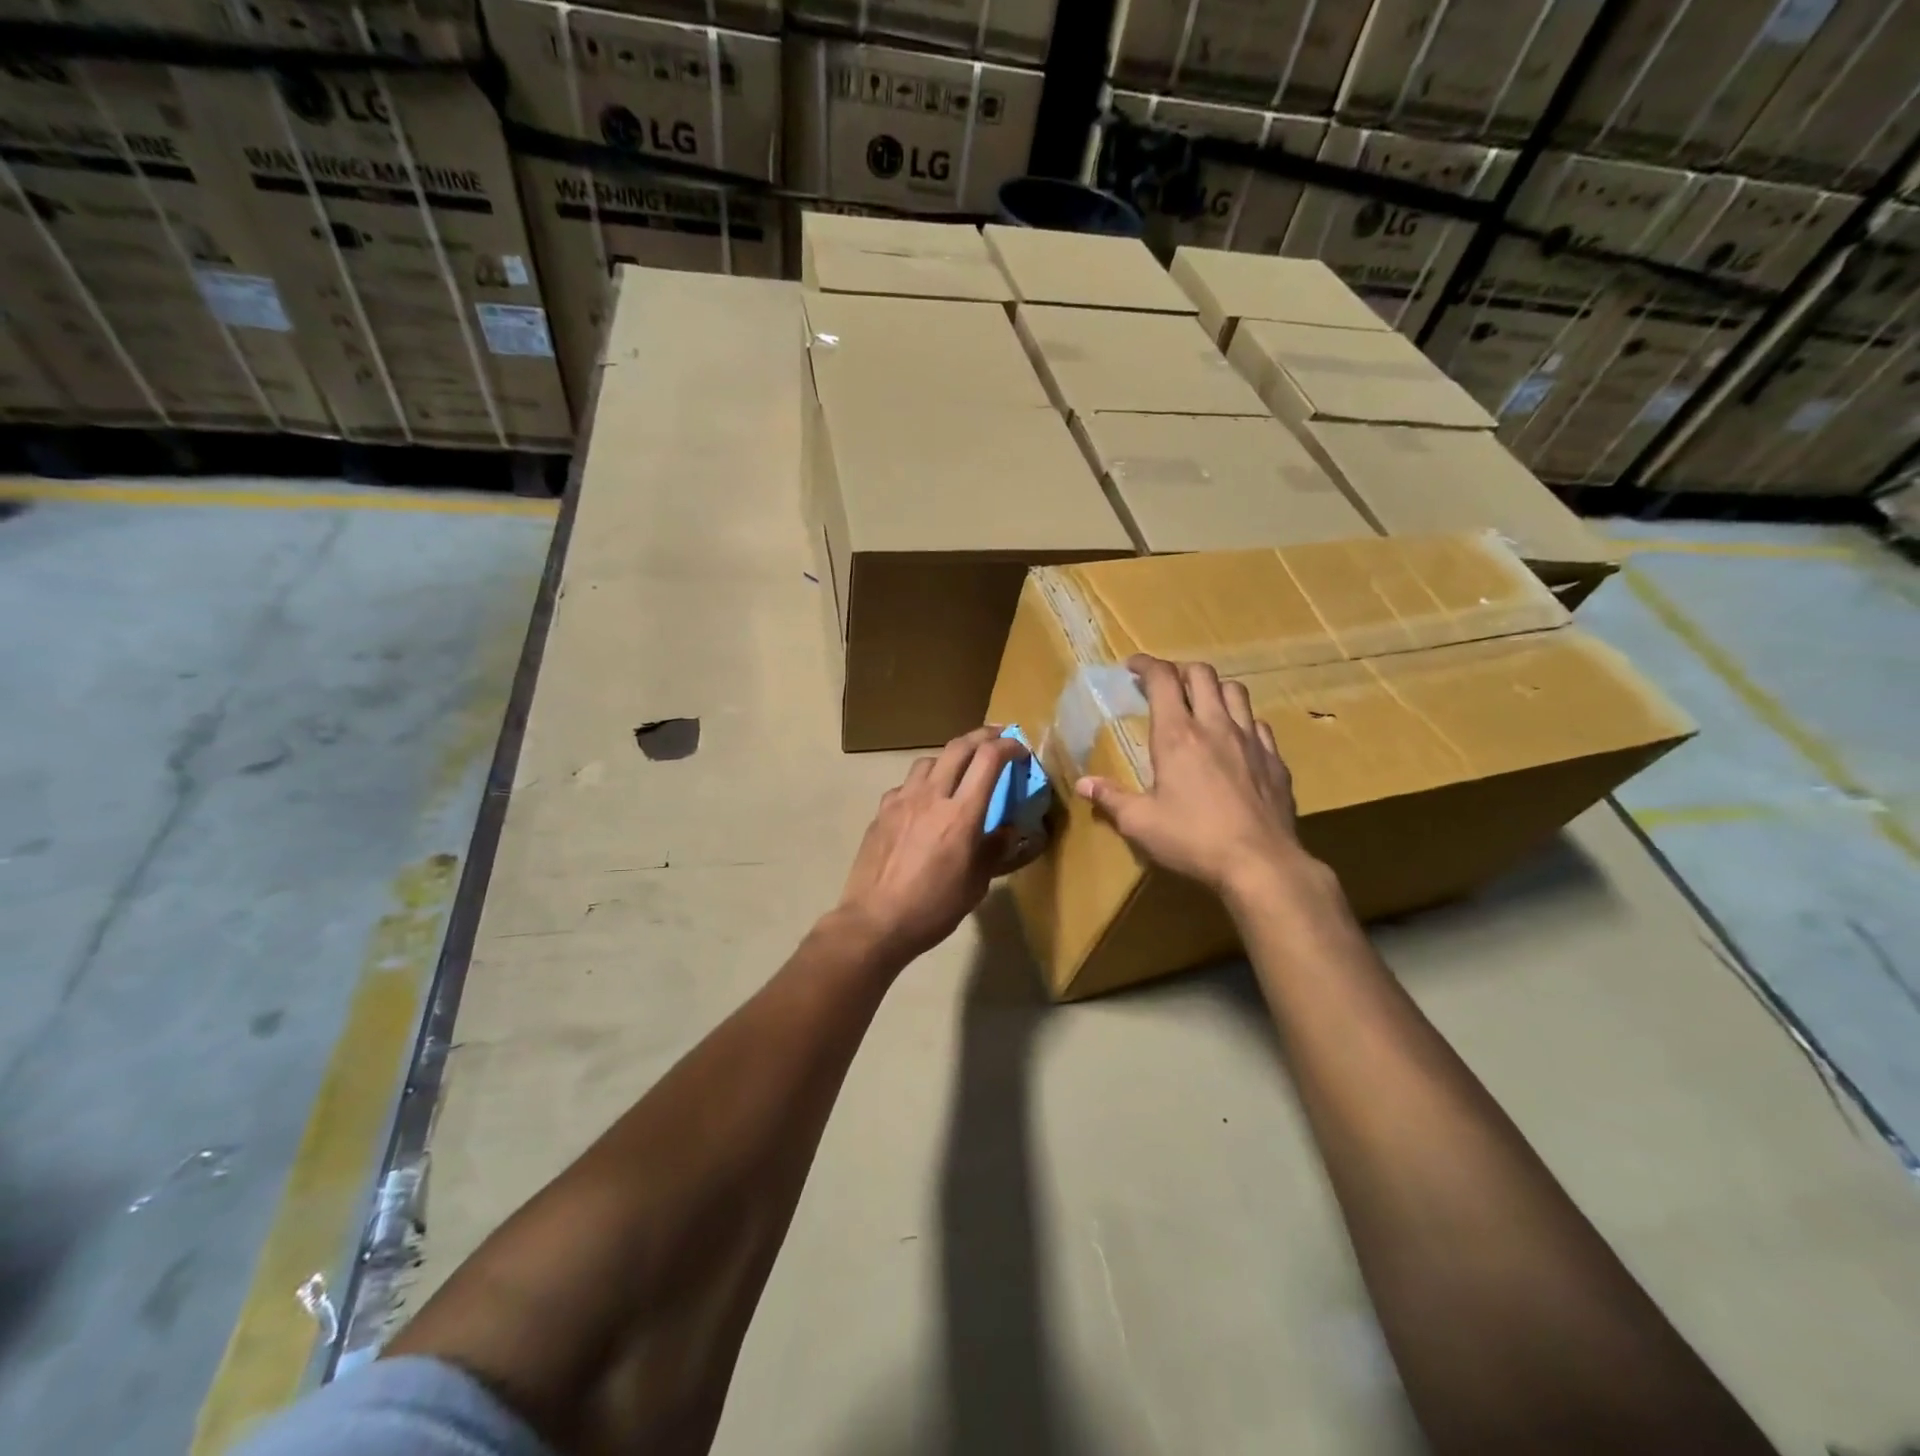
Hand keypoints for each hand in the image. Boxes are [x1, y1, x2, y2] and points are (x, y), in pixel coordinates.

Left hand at [834, 727, 1035, 966]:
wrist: (875, 922)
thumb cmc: (932, 908)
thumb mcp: (975, 885)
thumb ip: (993, 851)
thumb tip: (1007, 831)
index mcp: (961, 814)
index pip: (989, 759)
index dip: (1008, 746)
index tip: (1020, 750)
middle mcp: (931, 796)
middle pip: (958, 747)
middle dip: (982, 736)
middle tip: (997, 737)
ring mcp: (901, 801)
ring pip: (928, 760)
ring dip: (950, 756)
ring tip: (959, 769)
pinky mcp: (881, 812)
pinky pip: (906, 785)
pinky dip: (922, 783)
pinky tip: (924, 802)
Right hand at [1075, 655, 1311, 899]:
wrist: (1261, 863)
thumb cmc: (1192, 840)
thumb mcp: (1140, 823)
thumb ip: (1111, 799)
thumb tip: (1083, 784)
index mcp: (1177, 736)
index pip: (1162, 680)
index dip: (1146, 665)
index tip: (1132, 666)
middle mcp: (1215, 726)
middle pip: (1202, 674)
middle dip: (1179, 670)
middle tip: (1165, 685)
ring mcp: (1251, 740)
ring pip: (1235, 691)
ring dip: (1214, 689)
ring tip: (1201, 704)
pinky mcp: (1275, 760)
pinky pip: (1259, 724)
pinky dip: (1242, 721)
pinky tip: (1236, 740)